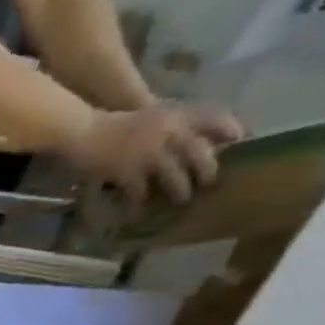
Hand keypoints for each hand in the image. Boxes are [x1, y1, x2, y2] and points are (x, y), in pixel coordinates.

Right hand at [65, 102, 244, 205]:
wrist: (84, 131)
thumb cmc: (114, 123)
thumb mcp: (152, 115)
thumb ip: (173, 123)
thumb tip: (196, 138)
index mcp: (177, 115)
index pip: (216, 118)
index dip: (231, 130)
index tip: (240, 141)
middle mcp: (170, 133)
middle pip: (200, 153)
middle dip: (207, 170)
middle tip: (209, 182)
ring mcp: (149, 154)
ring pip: (175, 175)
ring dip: (180, 190)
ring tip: (181, 199)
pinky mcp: (128, 172)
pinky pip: (141, 192)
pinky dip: (140, 203)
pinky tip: (140, 209)